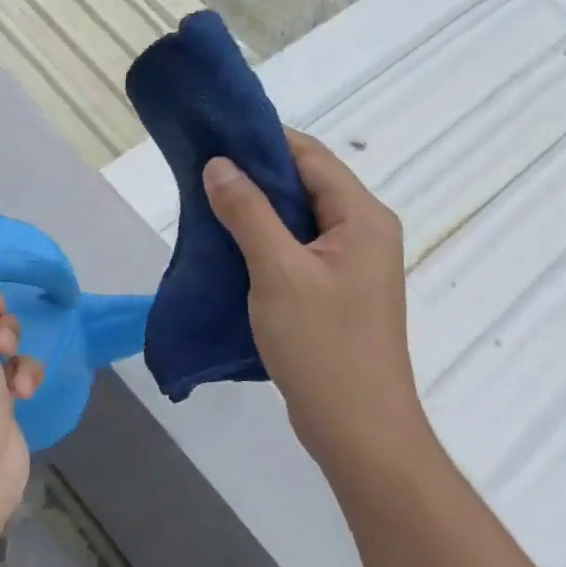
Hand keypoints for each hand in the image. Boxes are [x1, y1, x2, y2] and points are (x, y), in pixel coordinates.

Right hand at [203, 131, 431, 478]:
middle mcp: (363, 232)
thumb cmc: (322, 346)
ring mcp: (351, 265)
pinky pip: (297, 250)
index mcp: (362, 217)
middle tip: (202, 173)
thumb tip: (219, 163)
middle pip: (306, 185)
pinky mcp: (336, 292)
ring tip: (207, 206)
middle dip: (254, 176)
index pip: (310, 157)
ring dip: (256, 211)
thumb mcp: (278, 272)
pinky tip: (229, 248)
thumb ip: (248, 212)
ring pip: (298, 220)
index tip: (214, 137)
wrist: (358, 429)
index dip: (263, 141)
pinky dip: (264, 242)